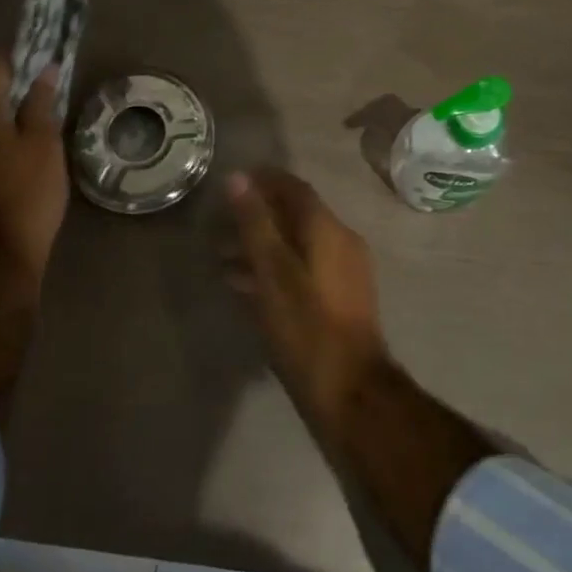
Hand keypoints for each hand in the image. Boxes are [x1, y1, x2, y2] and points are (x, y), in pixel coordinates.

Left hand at [0, 56, 69, 280]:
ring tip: (38, 121)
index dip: (18, 59)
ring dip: (6, 115)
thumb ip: (41, 104)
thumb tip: (44, 70)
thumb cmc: (26, 194)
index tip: (42, 59)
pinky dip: (0, 140)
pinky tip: (21, 153)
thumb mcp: (44, 145)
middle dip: (12, 87)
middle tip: (45, 90)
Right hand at [225, 168, 387, 421]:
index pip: (295, 188)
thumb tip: (238, 178)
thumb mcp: (273, 273)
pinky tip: (246, 288)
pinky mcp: (341, 300)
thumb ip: (255, 224)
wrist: (351, 393)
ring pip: (298, 245)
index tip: (233, 181)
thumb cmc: (306, 328)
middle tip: (220, 224)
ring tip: (223, 258)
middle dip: (258, 216)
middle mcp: (342, 243)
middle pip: (296, 216)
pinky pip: (303, 269)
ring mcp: (345, 273)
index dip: (264, 180)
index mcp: (329, 230)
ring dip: (262, 246)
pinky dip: (275, 269)